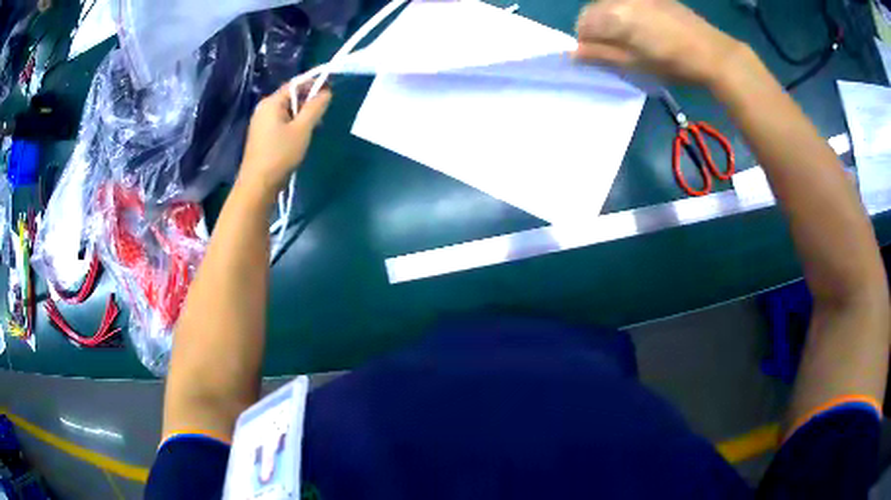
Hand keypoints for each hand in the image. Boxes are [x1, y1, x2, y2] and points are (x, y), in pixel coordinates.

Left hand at [237, 83, 331, 198]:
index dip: (314, 83)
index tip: (331, 89)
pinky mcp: (261, 135)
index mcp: (271, 102)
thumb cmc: (281, 154)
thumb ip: (315, 107)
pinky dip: (293, 123)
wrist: (258, 184)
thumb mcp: (302, 129)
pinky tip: (302, 135)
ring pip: (286, 110)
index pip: (295, 84)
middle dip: (308, 101)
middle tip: (324, 111)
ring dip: (302, 114)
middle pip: (290, 96)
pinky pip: (281, 121)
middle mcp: (263, 108)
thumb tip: (326, 92)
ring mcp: (261, 122)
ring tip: (316, 125)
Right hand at [574, 0, 743, 85]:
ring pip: (610, 5)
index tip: (599, 57)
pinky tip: (645, 28)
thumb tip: (573, 54)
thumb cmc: (672, 63)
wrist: (712, 53)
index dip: (585, 42)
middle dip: (597, 29)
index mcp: (613, 15)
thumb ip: (600, 56)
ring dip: (612, 21)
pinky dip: (627, 14)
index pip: (582, 24)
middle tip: (616, 50)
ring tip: (632, 39)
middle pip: (594, 11)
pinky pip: (628, 2)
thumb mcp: (634, 65)